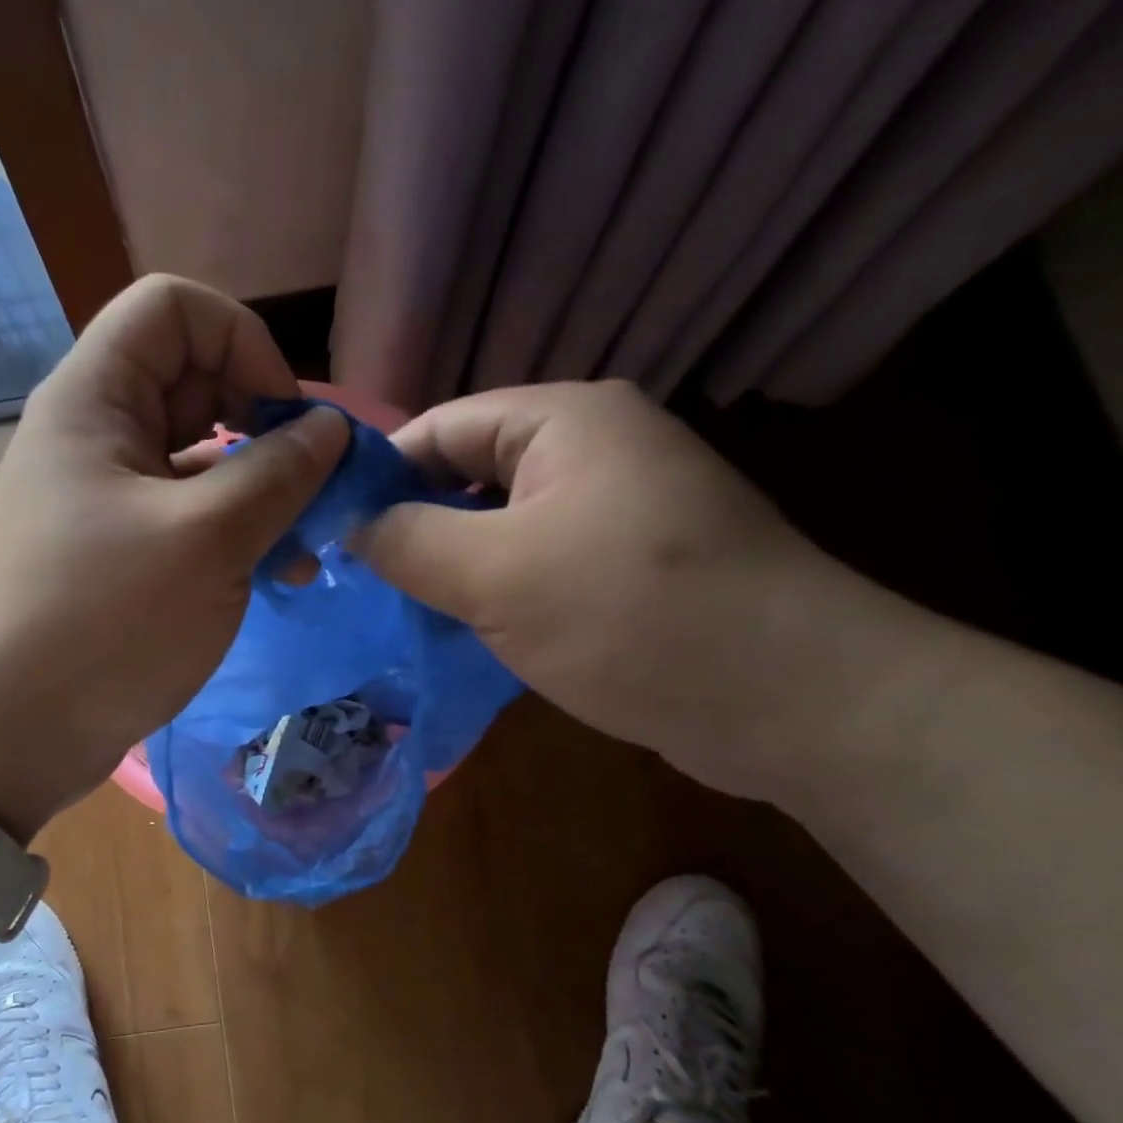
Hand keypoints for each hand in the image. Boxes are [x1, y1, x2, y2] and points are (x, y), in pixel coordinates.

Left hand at [0, 275, 348, 838]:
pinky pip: (186, 517)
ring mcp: (105, 499)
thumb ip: (278, 473)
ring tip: (303, 549)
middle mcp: (96, 436)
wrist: (8, 734)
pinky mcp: (118, 554)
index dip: (244, 343)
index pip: (175, 309)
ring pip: (198, 459)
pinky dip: (233, 533)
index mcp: (95, 400)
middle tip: (311, 489)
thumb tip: (331, 429)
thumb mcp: (207, 541)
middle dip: (263, 425)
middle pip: (194, 382)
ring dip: (259, 491)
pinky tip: (272, 575)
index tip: (287, 419)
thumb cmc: (103, 623)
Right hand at [353, 381, 889, 794]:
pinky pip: (538, 562)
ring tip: (401, 611)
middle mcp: (594, 449)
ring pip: (501, 525)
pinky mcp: (630, 564)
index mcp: (565, 421)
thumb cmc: (631, 618)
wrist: (793, 702)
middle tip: (360, 582)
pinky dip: (496, 591)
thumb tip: (353, 526)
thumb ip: (407, 541)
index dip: (378, 476)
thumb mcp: (495, 575)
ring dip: (453, 566)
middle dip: (414, 526)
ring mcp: (618, 508)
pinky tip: (464, 630)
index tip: (329, 532)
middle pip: (470, 475)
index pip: (440, 428)